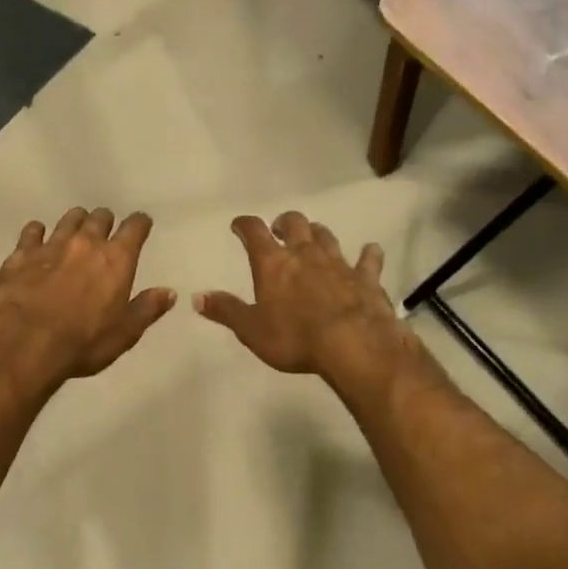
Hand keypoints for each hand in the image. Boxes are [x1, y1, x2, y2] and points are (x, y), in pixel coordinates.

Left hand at [0, 207, 175, 387]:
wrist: (23, 343)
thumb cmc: (81, 342)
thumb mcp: (123, 334)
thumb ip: (146, 309)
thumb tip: (168, 292)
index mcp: (116, 259)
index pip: (135, 227)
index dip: (140, 223)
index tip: (141, 224)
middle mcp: (86, 243)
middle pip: (100, 217)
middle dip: (105, 221)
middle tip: (104, 232)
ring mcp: (51, 244)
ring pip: (68, 219)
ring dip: (75, 222)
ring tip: (75, 232)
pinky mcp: (22, 253)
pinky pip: (32, 231)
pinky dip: (37, 233)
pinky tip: (36, 240)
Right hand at [194, 211, 415, 388]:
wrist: (354, 345)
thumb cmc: (295, 337)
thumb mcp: (251, 329)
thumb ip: (225, 310)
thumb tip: (196, 296)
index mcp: (273, 263)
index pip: (254, 231)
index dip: (244, 225)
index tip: (238, 225)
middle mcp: (304, 253)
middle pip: (294, 223)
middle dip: (284, 222)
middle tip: (279, 230)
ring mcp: (338, 263)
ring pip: (326, 236)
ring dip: (318, 233)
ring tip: (313, 237)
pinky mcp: (366, 278)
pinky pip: (368, 259)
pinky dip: (368, 254)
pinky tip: (371, 250)